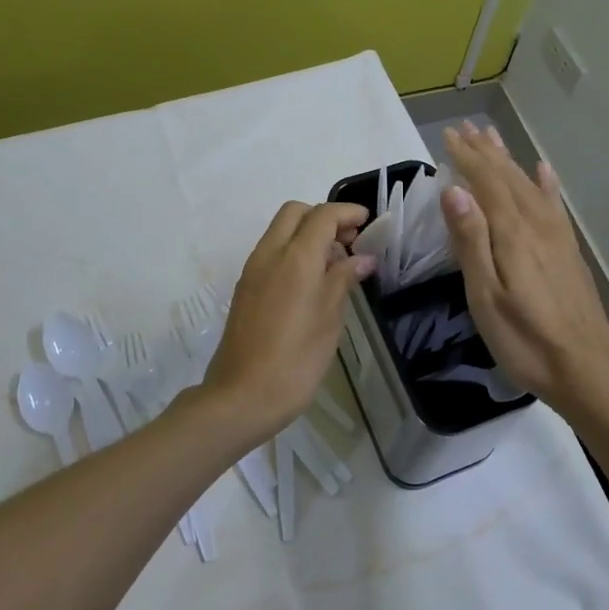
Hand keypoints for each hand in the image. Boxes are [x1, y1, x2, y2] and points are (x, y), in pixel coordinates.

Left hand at [202, 201, 374, 440]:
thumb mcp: (329, 319)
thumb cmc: (296, 360)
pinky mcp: (244, 287)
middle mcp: (269, 254)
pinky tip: (311, 281)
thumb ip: (344, 279)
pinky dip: (293, 251)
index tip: (367, 222)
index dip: (347, 213)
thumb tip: (363, 258)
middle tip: (349, 241)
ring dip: (307, 233)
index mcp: (295, 257)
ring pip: (280, 230)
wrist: (241, 396)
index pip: (322, 215)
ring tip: (335, 264)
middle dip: (324, 217)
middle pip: (295, 212)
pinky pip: (271, 252)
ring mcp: (252, 270)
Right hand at [441, 122, 608, 408]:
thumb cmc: (524, 339)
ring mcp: (557, 236)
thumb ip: (471, 241)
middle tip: (466, 128)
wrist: (585, 370)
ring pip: (529, 185)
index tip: (448, 136)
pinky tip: (543, 171)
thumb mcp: (485, 295)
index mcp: (512, 233)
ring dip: (508, 160)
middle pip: (508, 178)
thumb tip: (455, 191)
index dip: (467, 158)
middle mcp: (537, 224)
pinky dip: (546, 184)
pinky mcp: (569, 251)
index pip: (486, 183)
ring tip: (493, 138)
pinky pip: (555, 205)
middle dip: (485, 151)